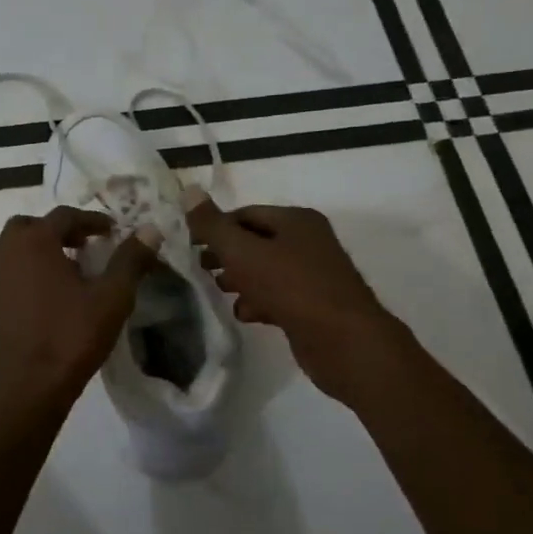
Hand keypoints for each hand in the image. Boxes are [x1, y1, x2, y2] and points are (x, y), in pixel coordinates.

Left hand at [0, 207, 160, 412]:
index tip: (113, 230)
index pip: (64, 215)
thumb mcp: (112, 297)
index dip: (92, 219)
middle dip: (59, 230)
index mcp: (34, 242)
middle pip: (31, 227)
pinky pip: (13, 275)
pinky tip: (55, 297)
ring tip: (74, 270)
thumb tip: (151, 229)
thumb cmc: (72, 335)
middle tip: (85, 244)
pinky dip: (32, 273)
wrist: (29, 387)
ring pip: (17, 251)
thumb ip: (131, 260)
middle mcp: (8, 254)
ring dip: (43, 251)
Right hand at [187, 193, 397, 402]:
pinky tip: (244, 314)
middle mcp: (308, 242)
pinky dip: (258, 302)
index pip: (245, 214)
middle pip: (255, 242)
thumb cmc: (292, 287)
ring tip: (217, 291)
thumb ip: (213, 225)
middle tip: (198, 268)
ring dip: (239, 280)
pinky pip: (278, 296)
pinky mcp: (313, 306)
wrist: (344, 342)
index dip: (215, 226)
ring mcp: (312, 275)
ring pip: (265, 271)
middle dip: (225, 255)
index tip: (189, 244)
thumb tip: (188, 191)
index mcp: (296, 220)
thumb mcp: (244, 252)